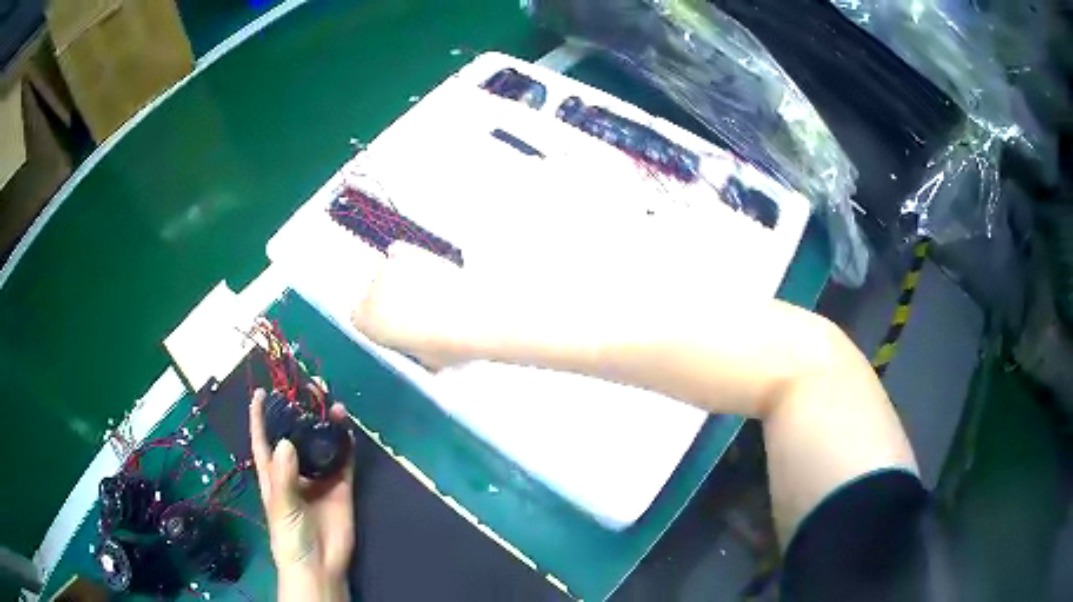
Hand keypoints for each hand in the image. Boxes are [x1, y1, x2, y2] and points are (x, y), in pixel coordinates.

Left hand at [250, 389, 354, 601]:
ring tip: (330, 402)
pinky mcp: (341, 485)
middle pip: (295, 434)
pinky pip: (344, 459)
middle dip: (299, 411)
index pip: (262, 438)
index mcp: (273, 472)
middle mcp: (295, 469)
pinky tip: (347, 425)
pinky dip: (346, 442)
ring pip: (321, 442)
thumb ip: (284, 477)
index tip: (261, 391)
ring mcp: (319, 477)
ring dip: (325, 422)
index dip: (260, 415)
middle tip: (308, 388)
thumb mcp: (281, 506)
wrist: (320, 563)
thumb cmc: (289, 535)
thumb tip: (286, 442)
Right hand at [351, 242, 475, 368]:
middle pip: (370, 293)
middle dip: (387, 301)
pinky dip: (405, 258)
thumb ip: (407, 348)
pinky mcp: (412, 252)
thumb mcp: (423, 360)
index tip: (391, 327)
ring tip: (423, 292)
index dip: (375, 323)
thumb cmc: (450, 345)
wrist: (478, 317)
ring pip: (384, 272)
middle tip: (412, 311)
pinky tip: (420, 269)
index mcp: (367, 323)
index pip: (358, 318)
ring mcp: (391, 268)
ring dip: (397, 281)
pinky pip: (398, 252)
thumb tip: (414, 346)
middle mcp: (371, 292)